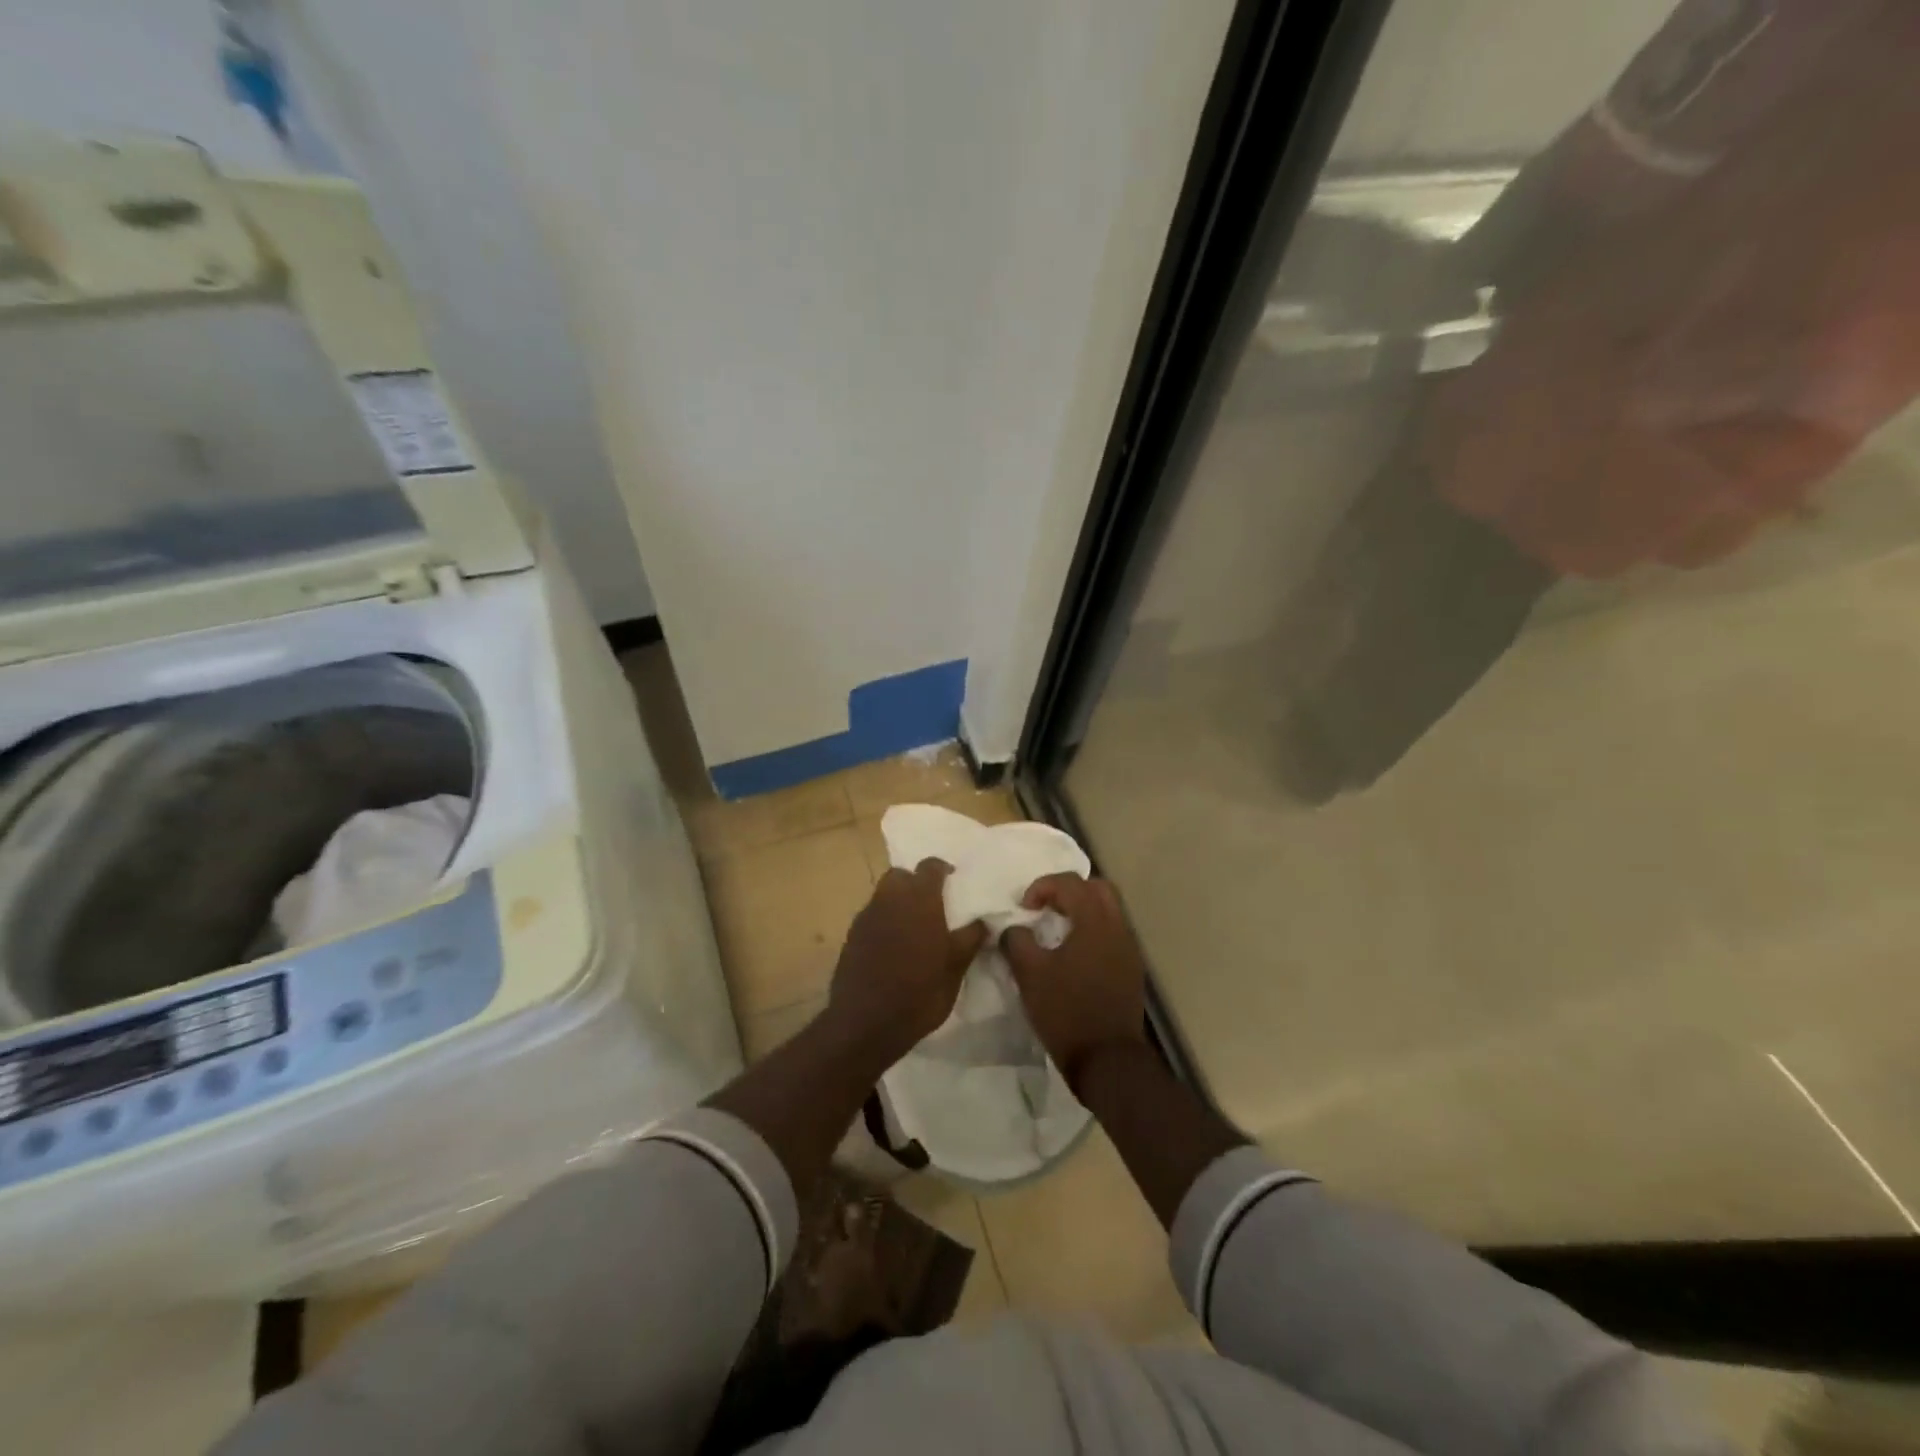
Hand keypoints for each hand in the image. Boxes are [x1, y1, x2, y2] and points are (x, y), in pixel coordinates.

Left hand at [828, 859, 985, 1069]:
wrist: (864, 1024)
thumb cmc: (918, 994)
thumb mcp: (954, 970)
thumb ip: (970, 939)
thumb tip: (983, 921)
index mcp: (919, 900)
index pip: (930, 866)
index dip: (942, 869)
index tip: (954, 881)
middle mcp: (890, 899)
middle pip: (901, 875)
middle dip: (915, 882)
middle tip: (932, 904)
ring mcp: (866, 917)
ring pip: (884, 894)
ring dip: (899, 901)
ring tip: (915, 927)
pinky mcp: (851, 936)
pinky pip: (872, 916)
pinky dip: (885, 921)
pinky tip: (895, 946)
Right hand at [1003, 874, 1147, 1090]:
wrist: (1107, 1060)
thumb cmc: (1066, 1012)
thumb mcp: (1030, 974)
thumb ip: (1016, 941)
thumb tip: (1013, 929)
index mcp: (1095, 922)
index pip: (1071, 883)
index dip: (1042, 886)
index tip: (1024, 907)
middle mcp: (1118, 928)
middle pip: (1097, 889)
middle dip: (1068, 891)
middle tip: (1045, 909)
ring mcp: (1129, 949)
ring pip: (1108, 911)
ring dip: (1082, 911)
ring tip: (1056, 932)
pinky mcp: (1131, 969)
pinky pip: (1112, 934)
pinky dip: (1092, 931)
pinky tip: (1073, 956)